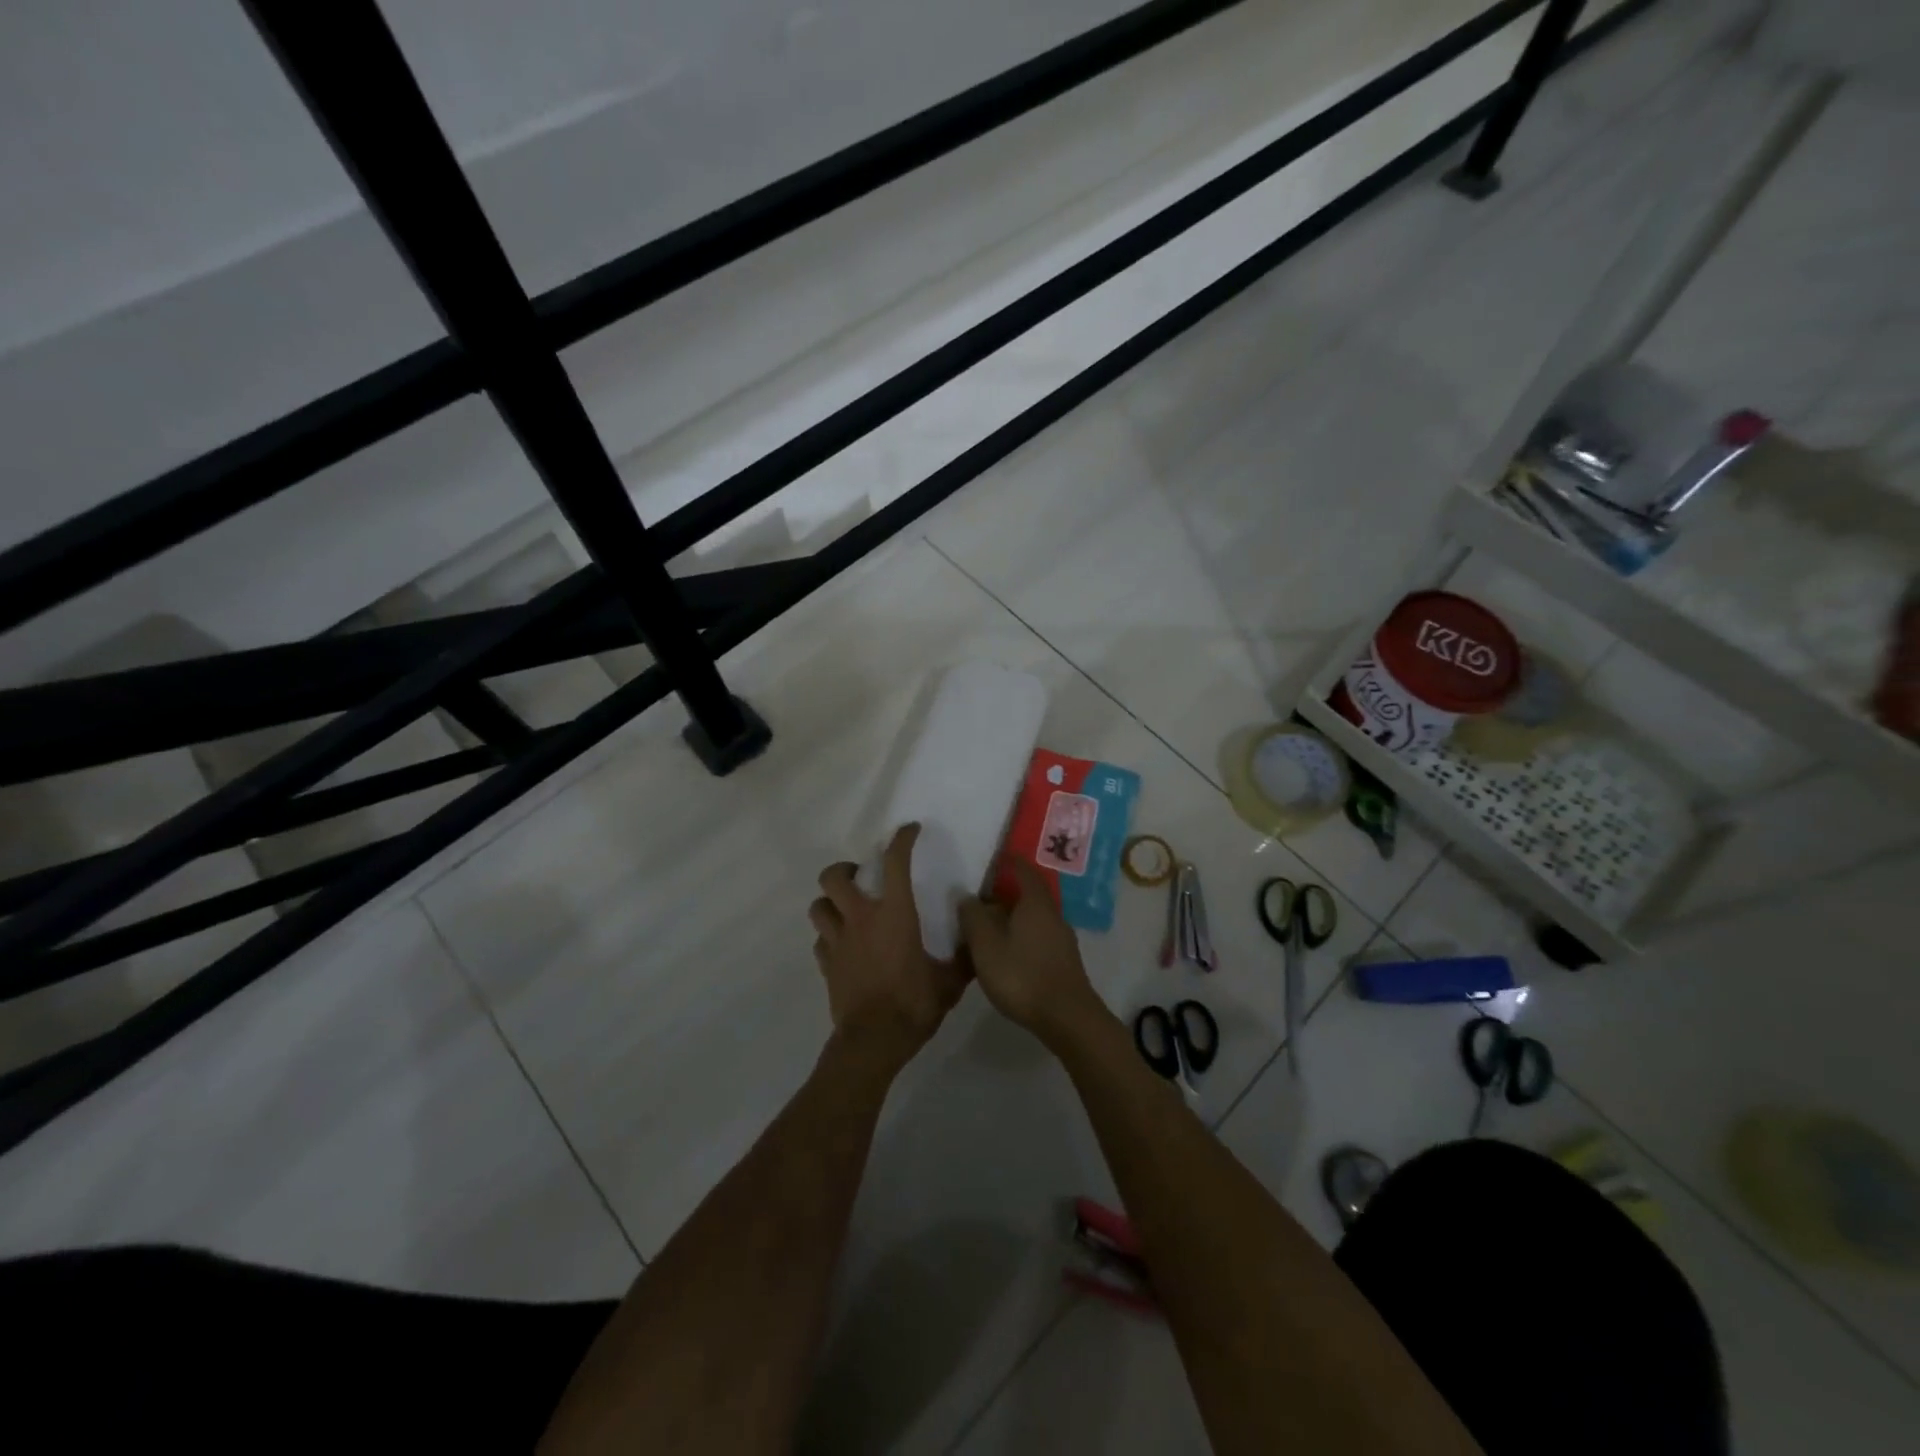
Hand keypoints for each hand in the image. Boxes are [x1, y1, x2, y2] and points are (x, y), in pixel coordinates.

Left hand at [810, 823, 969, 1072]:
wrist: (874, 1042)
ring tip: (846, 908)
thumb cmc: (914, 1004)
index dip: (901, 840)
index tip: (910, 831)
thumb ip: (963, 959)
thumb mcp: (949, 982)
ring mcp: (838, 942)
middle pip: (834, 877)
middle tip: (861, 877)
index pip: (895, 863)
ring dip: (830, 902)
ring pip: (818, 906)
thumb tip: (977, 941)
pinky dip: (828, 936)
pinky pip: (819, 940)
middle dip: (845, 869)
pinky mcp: (826, 965)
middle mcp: (860, 919)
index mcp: (894, 914)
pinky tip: (842, 945)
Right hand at [957, 859, 1104, 1045]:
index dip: (1010, 862)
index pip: (1024, 870)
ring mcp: (1062, 939)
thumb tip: (966, 895)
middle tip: (980, 898)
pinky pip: (1038, 937)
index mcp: (1036, 903)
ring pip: (1033, 918)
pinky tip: (1006, 953)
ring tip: (987, 928)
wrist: (1068, 1018)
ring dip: (1013, 918)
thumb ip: (973, 918)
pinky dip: (1021, 936)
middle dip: (1006, 893)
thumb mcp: (986, 946)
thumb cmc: (1023, 975)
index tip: (995, 857)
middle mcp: (1053, 915)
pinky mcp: (1063, 961)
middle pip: (1029, 895)